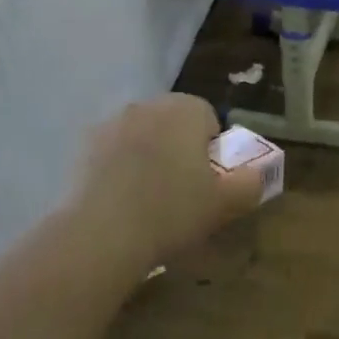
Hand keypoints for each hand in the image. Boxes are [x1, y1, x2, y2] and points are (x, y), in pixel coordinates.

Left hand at [71, 96, 263, 266]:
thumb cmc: (172, 211)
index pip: (208, 117)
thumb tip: (256, 175)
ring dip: (147, 156)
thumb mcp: (225, 203)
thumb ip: (250, 184)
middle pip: (172, 123)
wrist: (101, 233)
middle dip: (178, 148)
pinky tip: (119, 202)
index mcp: (185, 109)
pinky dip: (118, 168)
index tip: (207, 180)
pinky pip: (112, 153)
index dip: (211, 148)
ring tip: (147, 199)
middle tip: (181, 190)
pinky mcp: (82, 147)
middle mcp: (148, 105)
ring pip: (141, 136)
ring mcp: (111, 123)